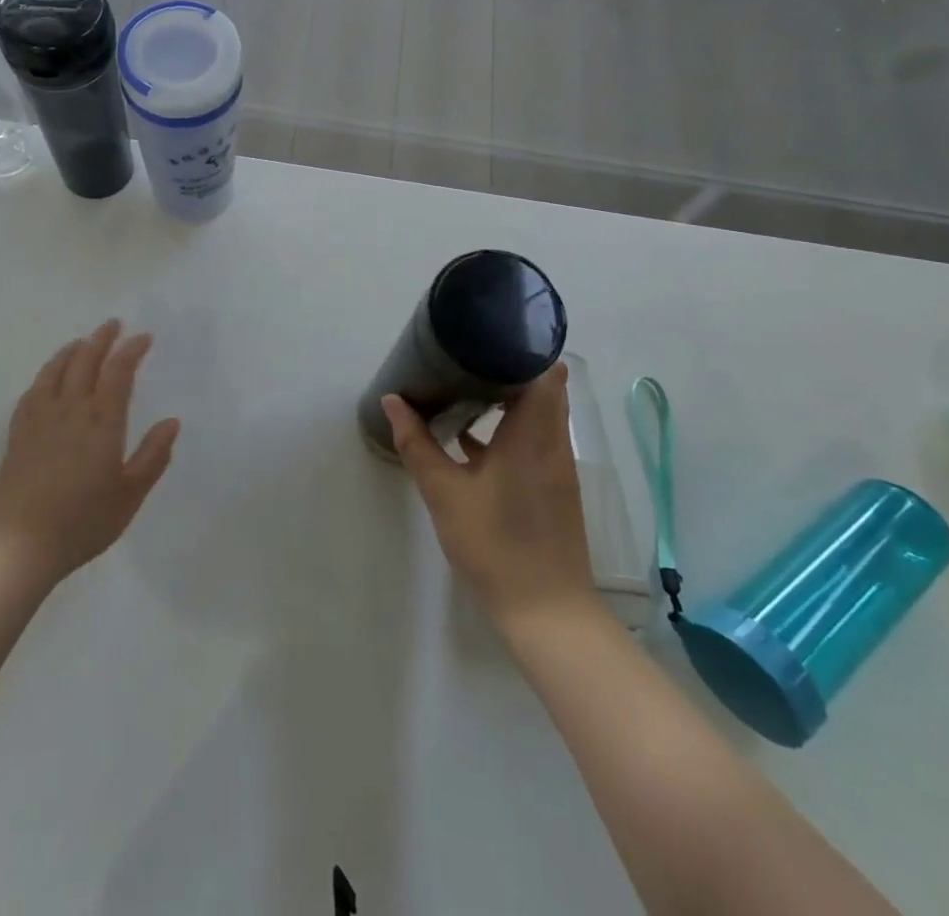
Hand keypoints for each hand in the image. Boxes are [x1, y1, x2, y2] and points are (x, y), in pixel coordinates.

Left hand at [0, 320, 180, 587]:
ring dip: (72, 350)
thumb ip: (152, 457)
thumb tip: (172, 422)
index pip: (119, 372)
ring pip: (56, 371)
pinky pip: (33, 391)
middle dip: (101, 339)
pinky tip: (48, 378)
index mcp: (102, 421)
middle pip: (85, 361)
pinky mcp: (18, 433)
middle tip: (113, 325)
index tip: (144, 336)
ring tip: (82, 342)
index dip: (131, 350)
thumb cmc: (82, 521)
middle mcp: (71, 410)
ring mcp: (40, 419)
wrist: (17, 544)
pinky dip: (46, 374)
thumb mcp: (129, 496)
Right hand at [384, 362, 599, 626]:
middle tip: (465, 357)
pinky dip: (509, 429)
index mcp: (533, 433)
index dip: (521, 348)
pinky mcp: (552, 487)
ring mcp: (555, 466)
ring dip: (508, 399)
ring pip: (538, 415)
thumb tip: (393, 400)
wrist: (546, 612)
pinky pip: (534, 439)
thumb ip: (417, 443)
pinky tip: (469, 439)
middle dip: (507, 368)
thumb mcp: (445, 492)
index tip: (486, 336)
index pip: (544, 371)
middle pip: (541, 387)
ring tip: (463, 386)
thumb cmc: (495, 544)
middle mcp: (552, 442)